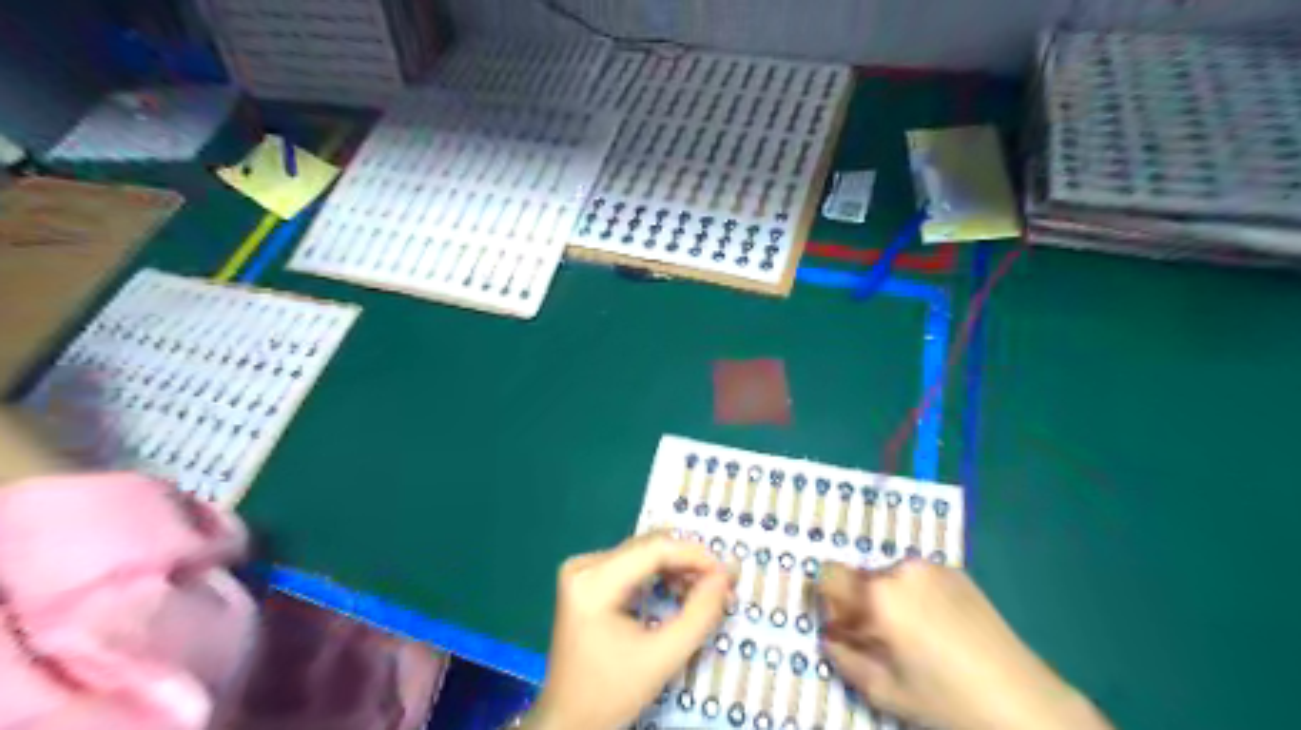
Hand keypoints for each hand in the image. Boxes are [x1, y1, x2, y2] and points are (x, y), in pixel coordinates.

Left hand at [526, 532, 729, 729]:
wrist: (567, 718)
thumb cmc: (610, 692)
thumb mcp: (662, 658)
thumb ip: (699, 614)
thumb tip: (726, 575)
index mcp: (592, 582)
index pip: (654, 549)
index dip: (695, 556)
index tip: (728, 574)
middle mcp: (583, 565)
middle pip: (648, 547)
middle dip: (689, 562)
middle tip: (721, 586)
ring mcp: (581, 569)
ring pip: (643, 552)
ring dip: (677, 567)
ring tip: (704, 591)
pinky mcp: (586, 577)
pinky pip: (632, 562)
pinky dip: (660, 573)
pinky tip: (679, 590)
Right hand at [822, 560, 1105, 729]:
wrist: (1024, 701)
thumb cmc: (946, 701)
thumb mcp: (883, 691)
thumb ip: (843, 657)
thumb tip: (829, 636)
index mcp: (879, 596)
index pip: (828, 575)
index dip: (829, 602)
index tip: (845, 628)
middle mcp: (901, 570)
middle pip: (860, 578)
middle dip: (861, 604)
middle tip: (884, 640)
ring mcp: (932, 566)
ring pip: (888, 577)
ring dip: (889, 599)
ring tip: (917, 636)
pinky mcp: (956, 571)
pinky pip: (917, 577)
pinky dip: (916, 595)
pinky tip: (940, 627)